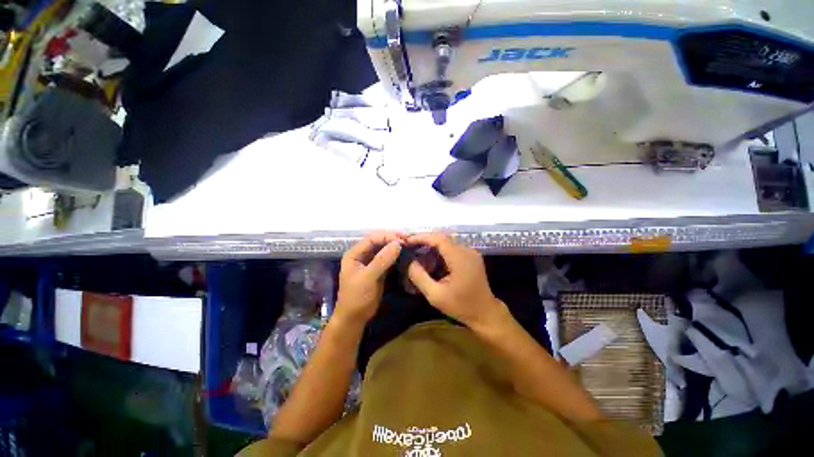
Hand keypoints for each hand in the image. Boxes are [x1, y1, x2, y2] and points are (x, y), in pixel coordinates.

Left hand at [334, 232, 403, 327]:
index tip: (402, 239)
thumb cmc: (356, 297)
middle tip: (408, 239)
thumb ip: (382, 260)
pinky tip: (405, 254)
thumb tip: (397, 244)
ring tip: (409, 244)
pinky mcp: (378, 270)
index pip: (372, 238)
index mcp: (354, 254)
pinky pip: (388, 259)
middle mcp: (362, 255)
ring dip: (395, 246)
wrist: (354, 318)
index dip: (387, 236)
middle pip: (378, 242)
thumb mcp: (368, 278)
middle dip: (392, 239)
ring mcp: (370, 262)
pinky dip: (396, 256)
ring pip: (384, 249)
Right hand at [406, 233, 509, 331]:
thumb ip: (420, 277)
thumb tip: (411, 262)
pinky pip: (452, 248)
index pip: (439, 239)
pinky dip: (440, 251)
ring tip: (417, 253)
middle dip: (425, 241)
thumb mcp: (435, 295)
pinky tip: (431, 260)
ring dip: (432, 246)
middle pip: (443, 238)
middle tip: (409, 247)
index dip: (422, 237)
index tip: (407, 241)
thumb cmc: (461, 306)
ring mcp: (471, 253)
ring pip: (447, 243)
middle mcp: (467, 251)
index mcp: (460, 258)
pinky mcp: (471, 257)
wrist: (485, 313)